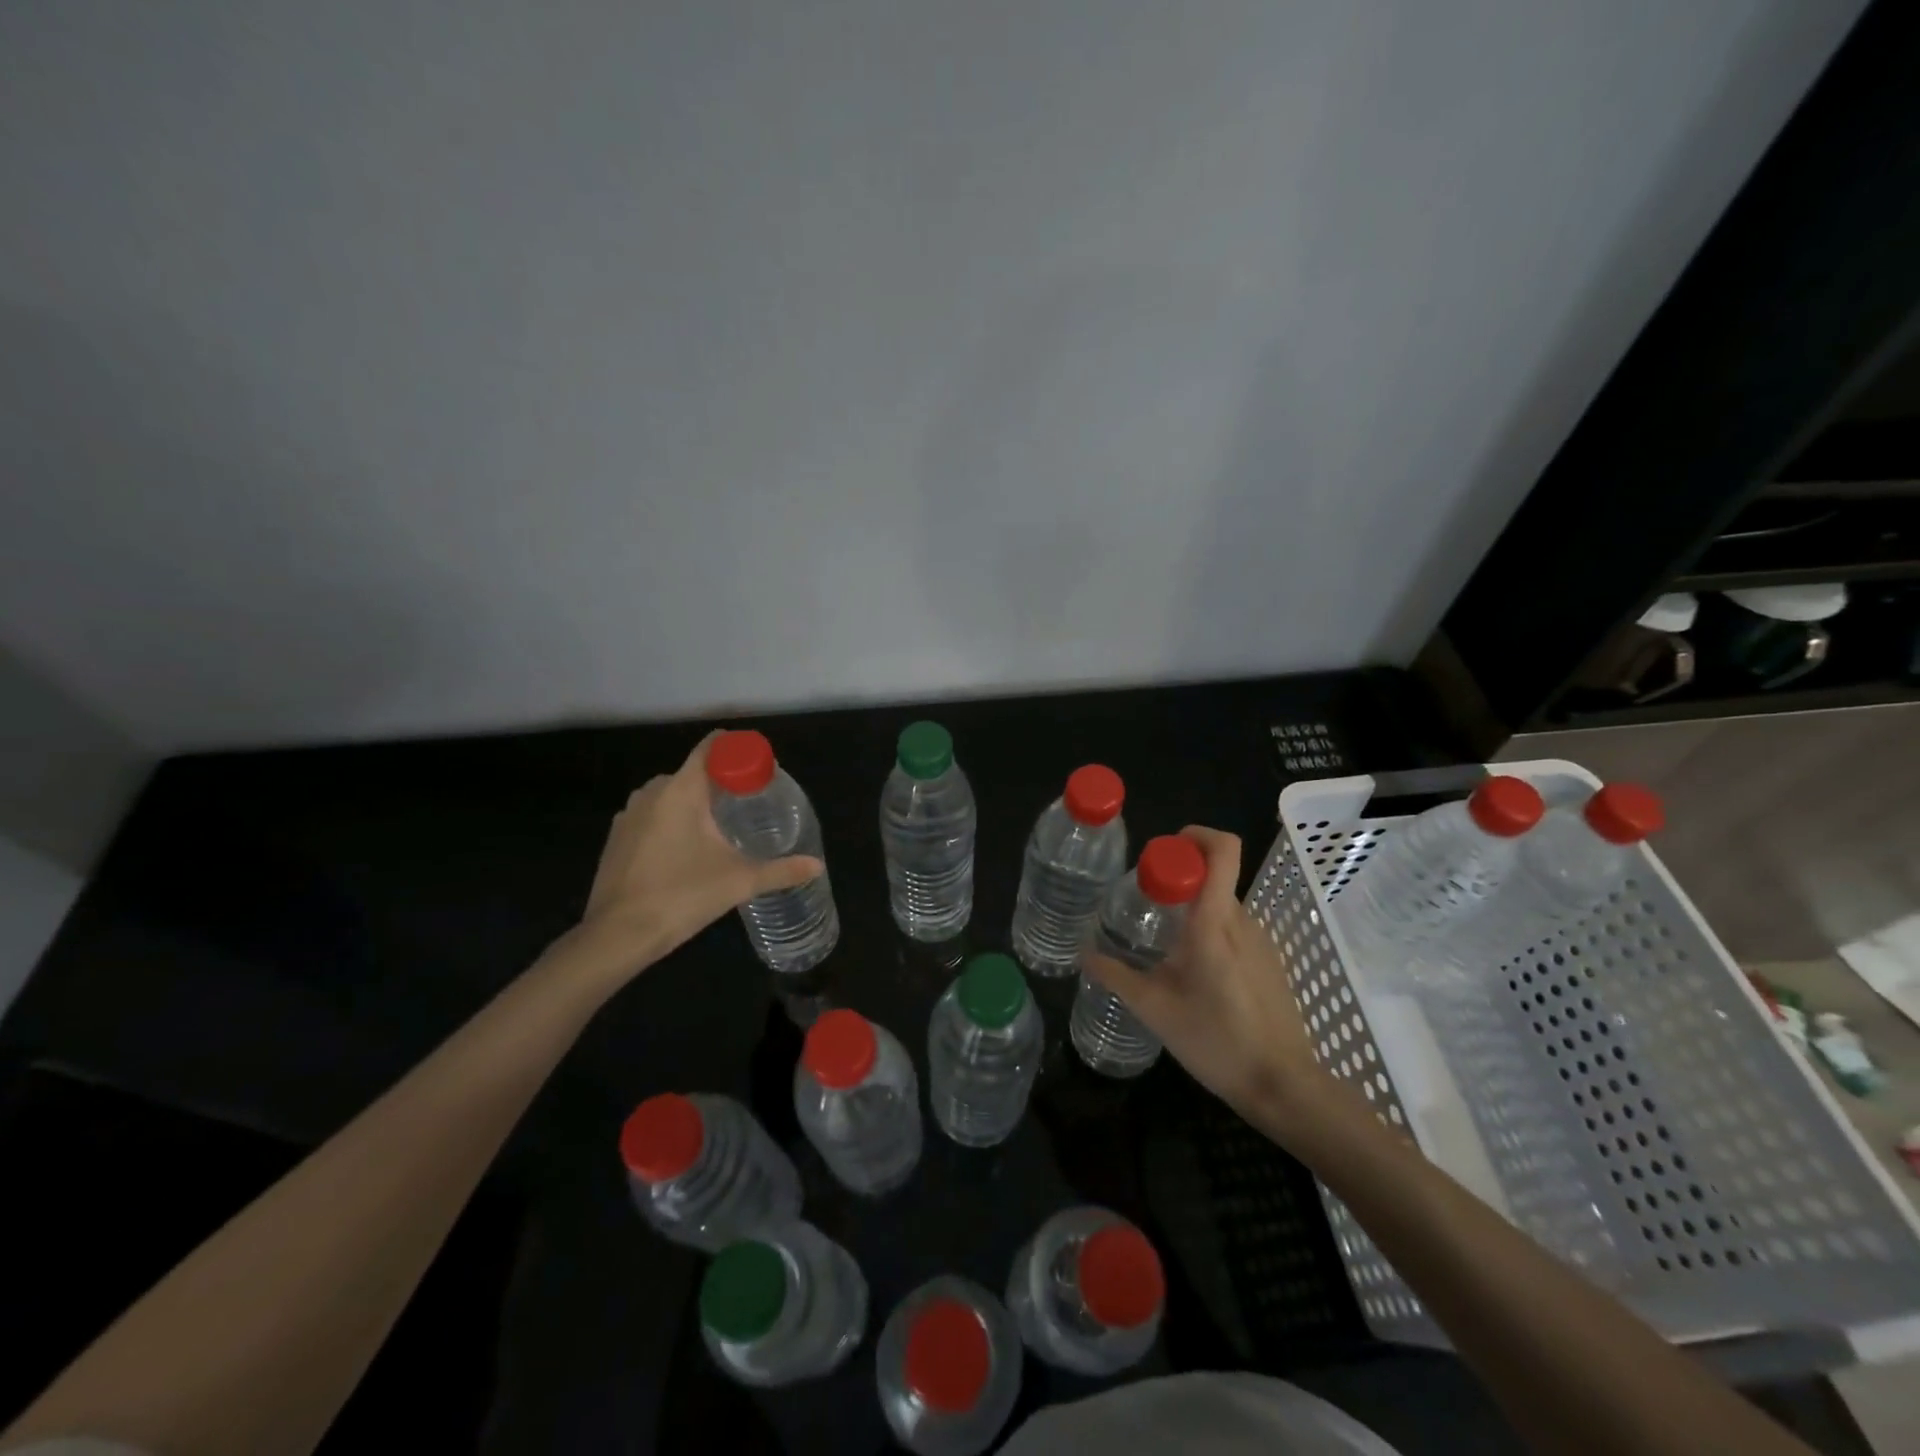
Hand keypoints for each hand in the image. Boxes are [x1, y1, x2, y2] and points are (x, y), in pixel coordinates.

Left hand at [553, 732, 824, 988]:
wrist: (617, 936)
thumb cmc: (682, 896)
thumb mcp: (739, 882)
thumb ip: (781, 870)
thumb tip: (816, 865)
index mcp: (681, 790)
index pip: (710, 748)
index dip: (736, 749)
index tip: (759, 766)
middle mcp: (652, 792)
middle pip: (693, 772)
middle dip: (720, 783)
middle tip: (749, 804)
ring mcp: (629, 815)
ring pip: (670, 795)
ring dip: (695, 803)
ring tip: (721, 828)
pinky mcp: (616, 838)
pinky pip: (652, 816)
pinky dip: (672, 822)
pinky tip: (687, 851)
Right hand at [1082, 826, 1324, 1130]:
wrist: (1283, 1085)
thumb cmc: (1216, 1041)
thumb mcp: (1155, 1010)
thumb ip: (1117, 976)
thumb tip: (1083, 954)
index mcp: (1215, 922)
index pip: (1222, 850)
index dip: (1195, 836)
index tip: (1162, 854)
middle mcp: (1243, 921)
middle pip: (1213, 877)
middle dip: (1178, 883)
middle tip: (1145, 910)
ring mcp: (1262, 942)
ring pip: (1222, 906)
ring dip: (1192, 913)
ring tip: (1163, 950)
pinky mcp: (1270, 962)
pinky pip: (1235, 931)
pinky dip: (1210, 936)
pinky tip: (1194, 976)